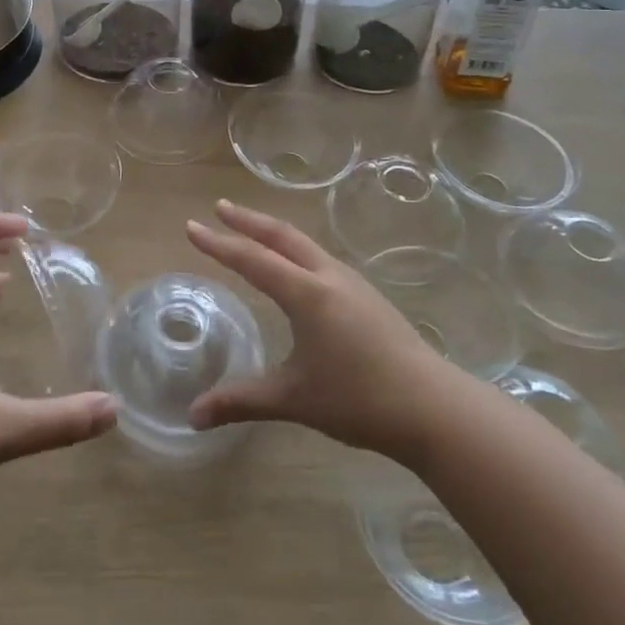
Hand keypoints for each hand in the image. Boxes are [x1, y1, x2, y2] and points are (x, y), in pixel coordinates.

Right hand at [184, 201, 458, 463]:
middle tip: (220, 208)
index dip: (219, 243)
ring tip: (253, 230)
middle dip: (248, 220)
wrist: (432, 407)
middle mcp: (327, 277)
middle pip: (282, 236)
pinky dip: (295, 249)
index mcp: (306, 293)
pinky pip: (320, 258)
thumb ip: (241, 401)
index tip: (192, 227)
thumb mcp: (293, 399)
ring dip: (274, 232)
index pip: (252, 259)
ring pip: (304, 244)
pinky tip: (296, 267)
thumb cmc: (358, 399)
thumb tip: (193, 416)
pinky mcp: (367, 296)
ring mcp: (352, 283)